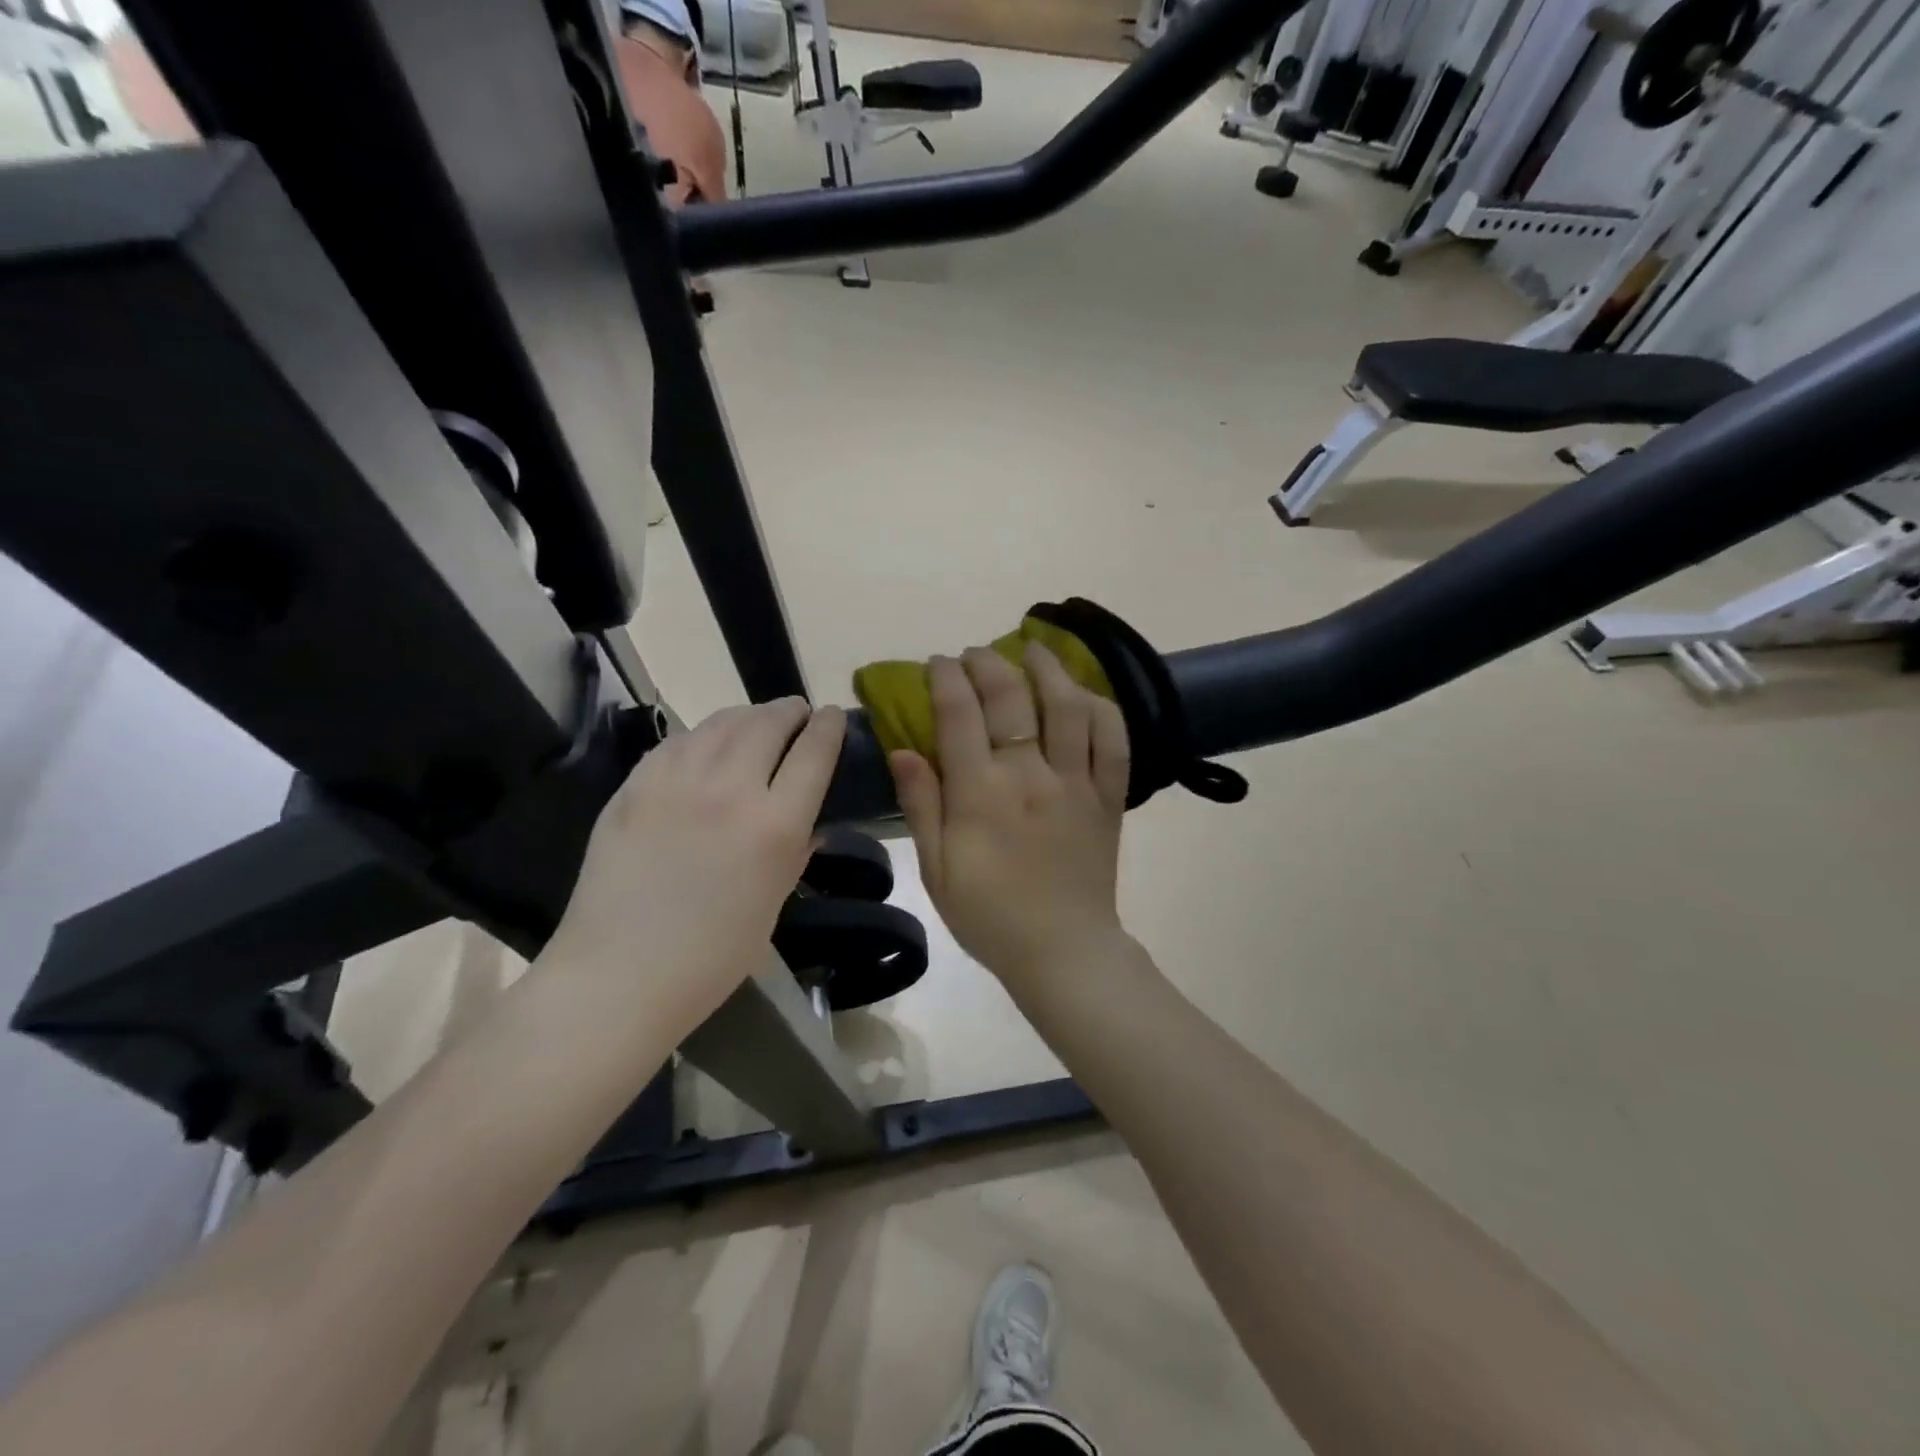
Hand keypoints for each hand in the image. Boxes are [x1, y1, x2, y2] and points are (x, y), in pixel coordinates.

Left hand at [544, 699, 846, 1033]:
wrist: (620, 973)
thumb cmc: (711, 955)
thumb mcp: (773, 903)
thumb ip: (795, 852)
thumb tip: (808, 821)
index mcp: (775, 826)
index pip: (814, 752)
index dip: (829, 727)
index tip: (834, 716)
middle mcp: (730, 788)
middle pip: (768, 723)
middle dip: (790, 711)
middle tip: (797, 714)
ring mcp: (676, 780)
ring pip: (722, 722)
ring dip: (749, 715)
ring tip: (757, 721)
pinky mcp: (635, 784)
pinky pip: (679, 741)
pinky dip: (705, 735)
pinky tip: (707, 744)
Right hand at [890, 647, 1130, 991]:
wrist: (1063, 952)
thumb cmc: (989, 916)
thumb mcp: (937, 870)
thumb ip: (921, 805)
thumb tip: (903, 750)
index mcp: (980, 794)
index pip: (960, 714)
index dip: (947, 678)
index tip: (939, 663)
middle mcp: (1029, 776)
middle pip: (1012, 698)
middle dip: (989, 663)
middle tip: (976, 654)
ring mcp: (1075, 783)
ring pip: (1068, 707)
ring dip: (1049, 669)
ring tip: (1034, 650)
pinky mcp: (1108, 796)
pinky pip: (1113, 741)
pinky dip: (1102, 710)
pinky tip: (1084, 695)